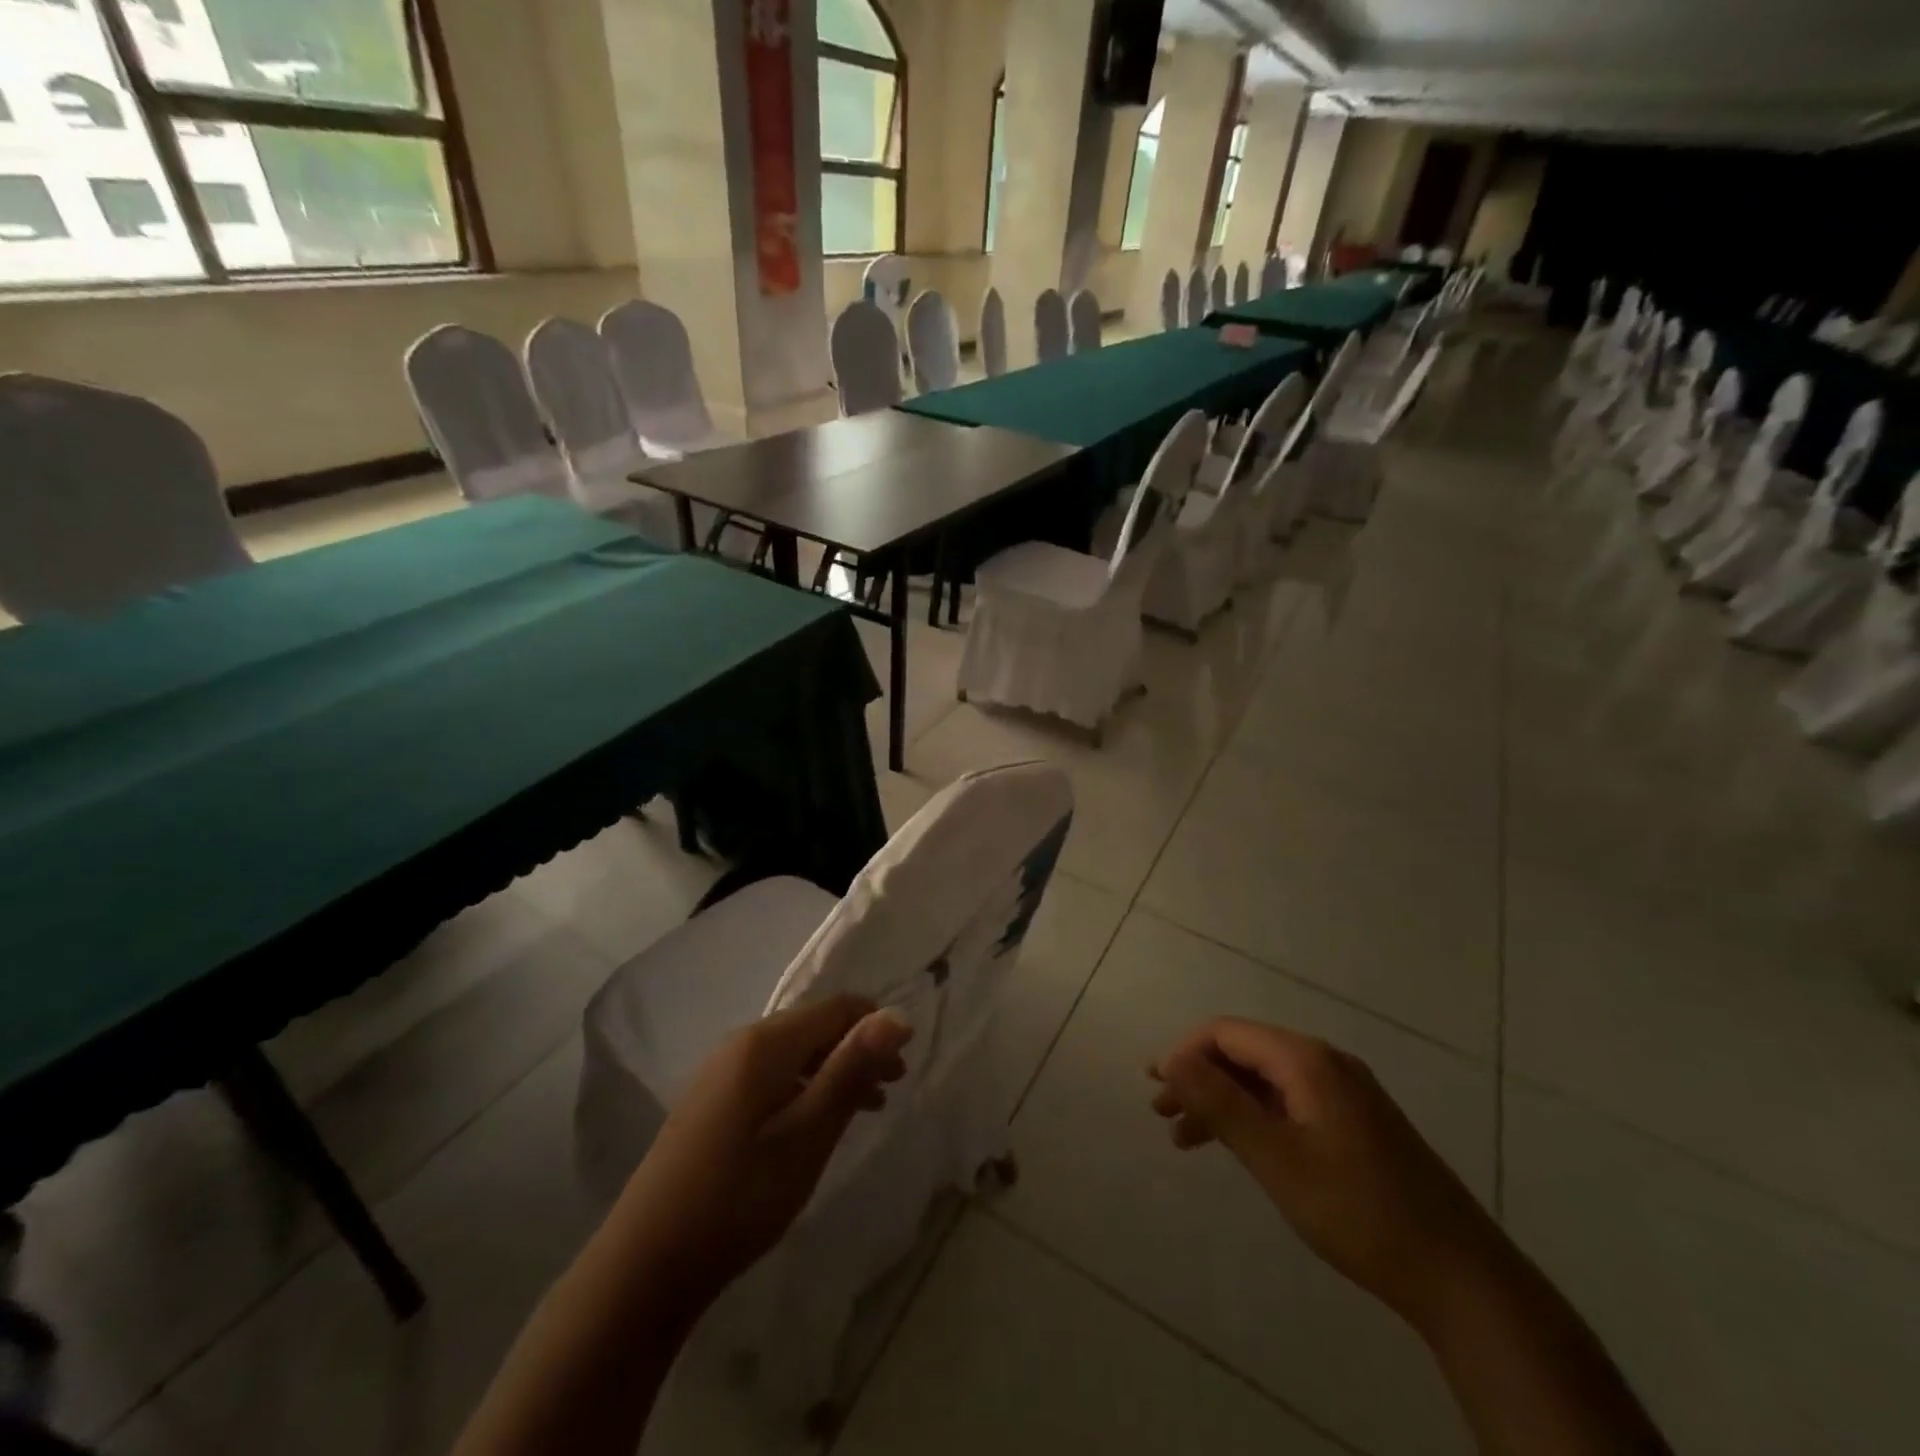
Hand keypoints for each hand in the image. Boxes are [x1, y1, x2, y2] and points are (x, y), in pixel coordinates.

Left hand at [613, 995, 911, 1321]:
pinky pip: (772, 1075)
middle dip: (858, 1049)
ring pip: (794, 1053)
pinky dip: (805, 1088)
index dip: (876, 1026)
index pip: (836, 1007)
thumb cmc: (739, 1196)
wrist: (645, 1264)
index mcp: (764, 1042)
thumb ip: (851, 1070)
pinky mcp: (712, 1102)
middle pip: (815, 1026)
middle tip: (891, 1090)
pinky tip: (816, 1123)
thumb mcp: (807, 1135)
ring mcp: (721, 1072)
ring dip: (834, 1071)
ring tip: (866, 1108)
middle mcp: (741, 1042)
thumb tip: (897, 1017)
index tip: (903, 1066)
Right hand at [1149, 1018, 1507, 1332]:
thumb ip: (1220, 1103)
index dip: (1184, 1053)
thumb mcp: (1277, 1159)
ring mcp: (1344, 1092)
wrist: (1460, 1276)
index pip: (1226, 1033)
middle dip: (1198, 1077)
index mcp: (1307, 1060)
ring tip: (1184, 1137)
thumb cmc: (1358, 1211)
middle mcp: (1325, 1062)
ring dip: (1221, 1100)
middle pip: (1244, 1053)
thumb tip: (1172, 1058)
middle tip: (1161, 1112)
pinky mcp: (1355, 1121)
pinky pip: (1288, 1102)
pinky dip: (1253, 1118)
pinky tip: (1236, 1147)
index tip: (1156, 1087)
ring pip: (1264, 1080)